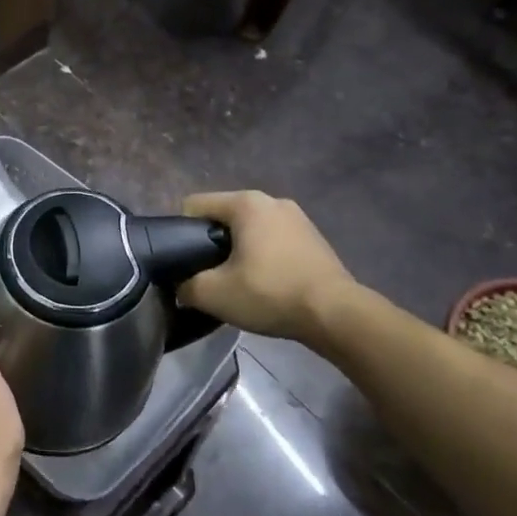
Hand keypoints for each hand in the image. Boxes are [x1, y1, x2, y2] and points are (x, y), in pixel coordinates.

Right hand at [178, 191, 357, 344]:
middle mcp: (272, 201)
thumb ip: (184, 285)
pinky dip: (263, 257)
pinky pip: (272, 241)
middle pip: (222, 217)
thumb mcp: (212, 294)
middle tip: (210, 277)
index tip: (186, 263)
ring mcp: (298, 218)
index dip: (180, 233)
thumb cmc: (270, 293)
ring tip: (239, 283)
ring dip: (237, 251)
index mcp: (246, 203)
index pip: (193, 206)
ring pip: (249, 230)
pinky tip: (266, 284)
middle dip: (210, 243)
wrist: (336, 315)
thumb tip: (181, 285)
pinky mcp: (313, 238)